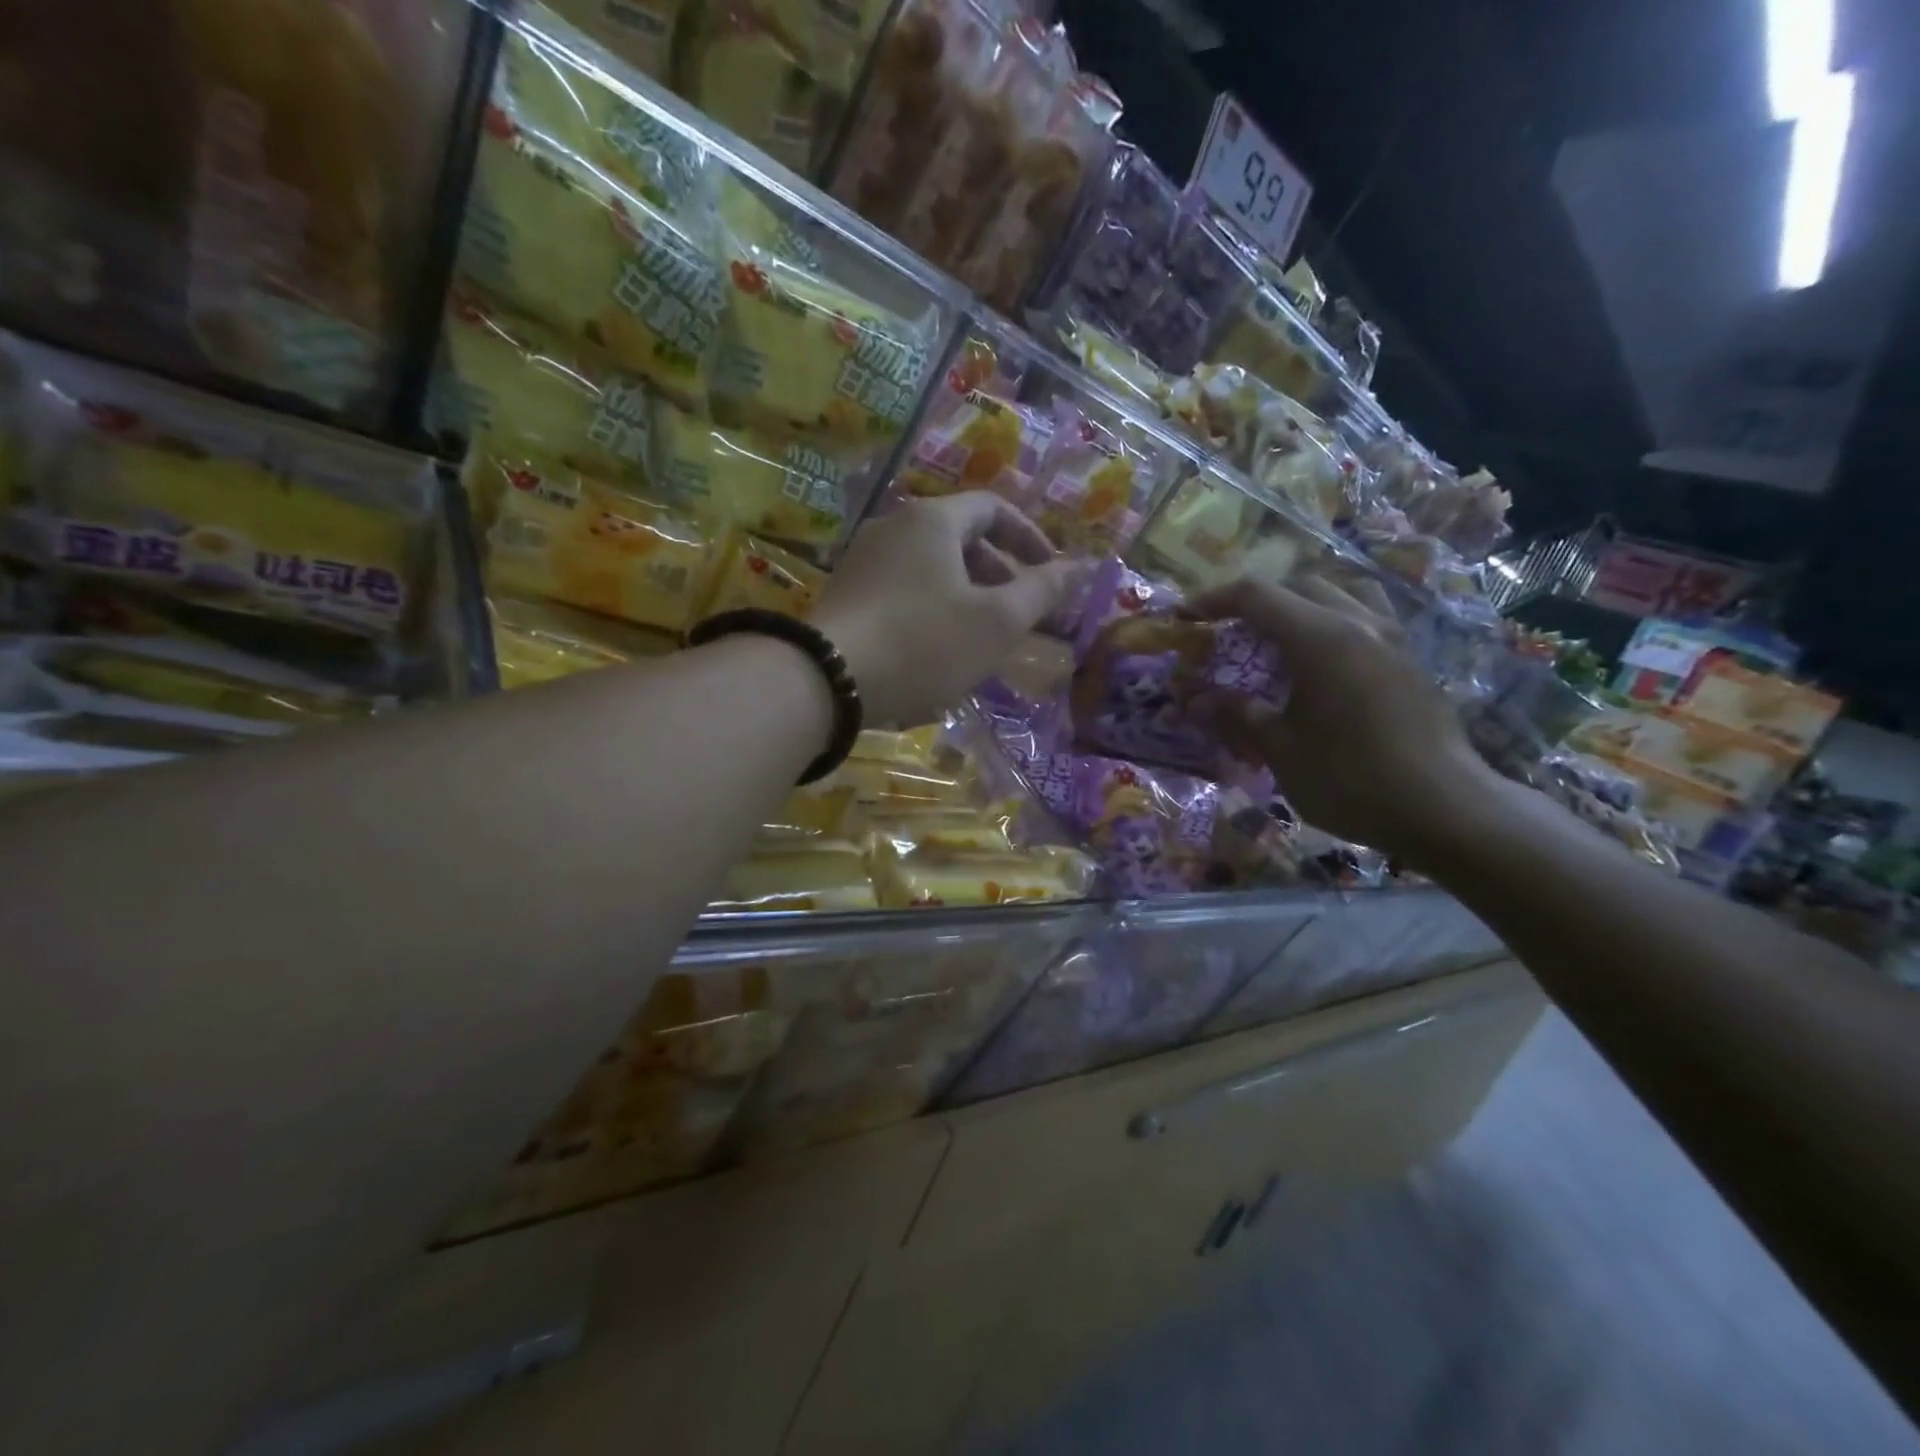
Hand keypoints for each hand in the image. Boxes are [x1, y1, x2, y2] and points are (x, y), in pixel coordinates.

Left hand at [813, 492, 1077, 725]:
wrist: (828, 680)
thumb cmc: (924, 643)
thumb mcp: (996, 621)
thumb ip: (1042, 591)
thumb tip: (1082, 566)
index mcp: (932, 520)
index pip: (993, 508)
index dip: (1029, 537)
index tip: (1050, 573)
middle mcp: (894, 527)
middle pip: (960, 538)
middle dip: (999, 573)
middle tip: (1018, 613)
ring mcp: (863, 560)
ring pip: (931, 568)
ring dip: (966, 595)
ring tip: (981, 638)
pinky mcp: (845, 594)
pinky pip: (903, 590)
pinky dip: (932, 609)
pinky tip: (936, 650)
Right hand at [1186, 574, 1501, 864]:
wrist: (1444, 808)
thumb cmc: (1351, 779)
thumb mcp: (1281, 750)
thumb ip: (1238, 715)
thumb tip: (1196, 700)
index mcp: (1321, 638)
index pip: (1256, 596)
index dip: (1213, 600)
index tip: (1184, 617)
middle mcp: (1359, 623)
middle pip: (1300, 585)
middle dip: (1257, 602)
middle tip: (1230, 633)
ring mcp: (1392, 638)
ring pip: (1341, 593)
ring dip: (1302, 605)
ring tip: (1279, 639)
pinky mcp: (1411, 660)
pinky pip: (1365, 618)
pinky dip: (1332, 624)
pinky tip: (1322, 665)